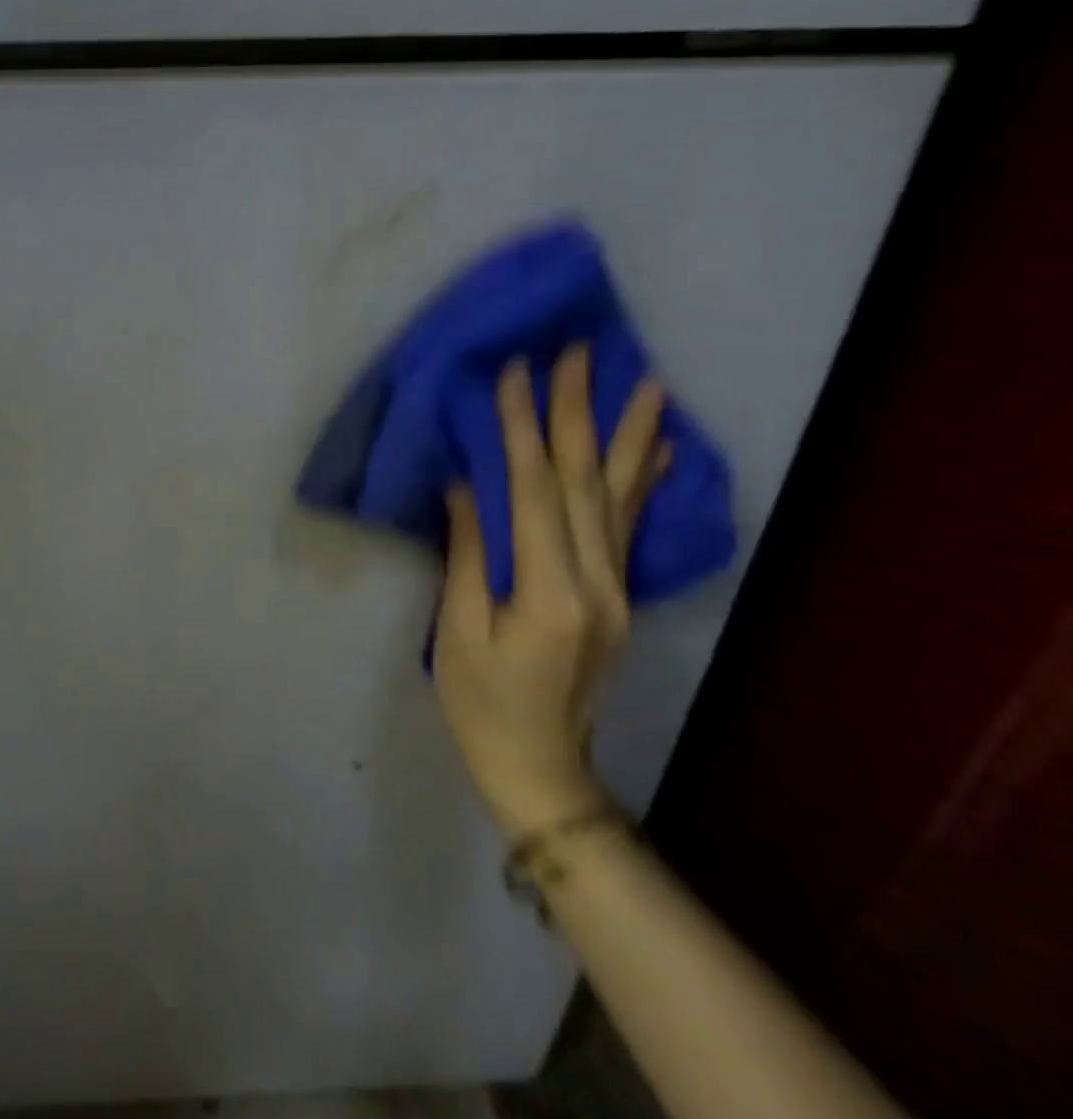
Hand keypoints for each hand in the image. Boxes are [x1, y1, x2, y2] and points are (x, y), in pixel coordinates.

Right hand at [434, 346, 668, 837]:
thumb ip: (466, 552)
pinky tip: (660, 448)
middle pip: (586, 482)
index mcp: (548, 591)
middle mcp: (596, 582)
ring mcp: (616, 589)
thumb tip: (465, 484)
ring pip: (621, 497)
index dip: (522, 429)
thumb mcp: (457, 628)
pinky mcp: (618, 595)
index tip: (515, 373)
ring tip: (647, 382)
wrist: (538, 765)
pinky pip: (630, 526)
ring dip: (630, 435)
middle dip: (579, 413)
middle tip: (579, 353)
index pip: (534, 491)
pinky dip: (646, 481)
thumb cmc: (479, 700)